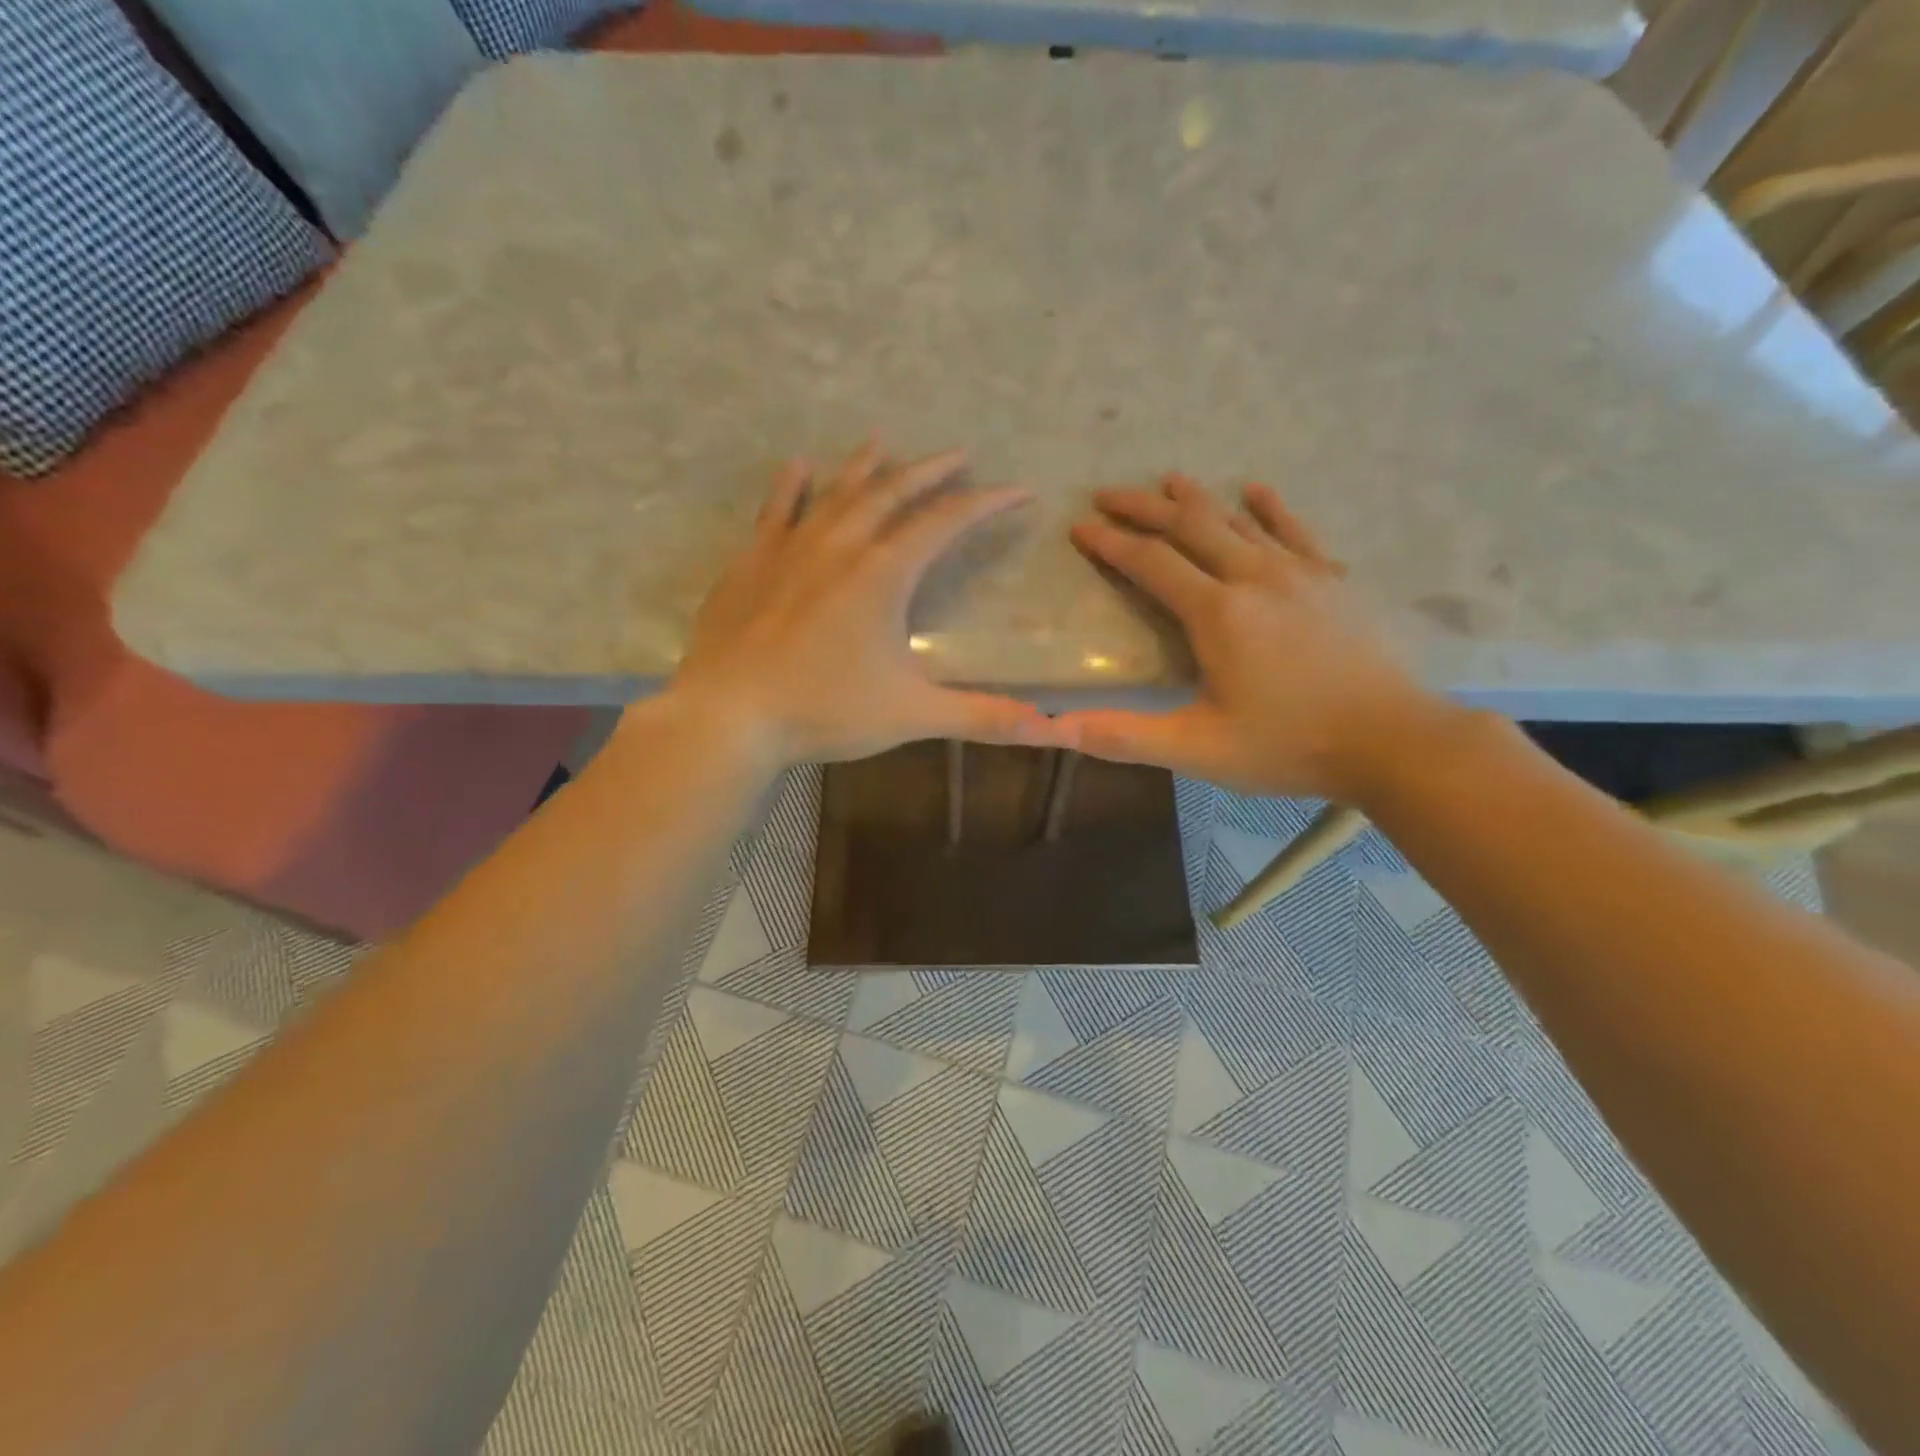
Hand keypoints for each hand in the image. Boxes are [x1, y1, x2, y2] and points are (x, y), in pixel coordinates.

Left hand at [669, 442, 1068, 766]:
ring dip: (866, 466)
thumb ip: (981, 717)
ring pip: (836, 491)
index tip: (1016, 491)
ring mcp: (790, 549)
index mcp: (883, 575)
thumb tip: (1047, 729)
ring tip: (884, 442)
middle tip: (958, 454)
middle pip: (893, 492)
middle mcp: (839, 546)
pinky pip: (776, 511)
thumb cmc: (824, 710)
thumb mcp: (911, 715)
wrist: (729, 715)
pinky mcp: (751, 563)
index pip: (946, 523)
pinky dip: (791, 486)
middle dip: (930, 471)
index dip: (986, 504)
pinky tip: (799, 466)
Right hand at [1059, 473, 1452, 799]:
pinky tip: (1256, 490)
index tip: (1079, 527)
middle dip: (1143, 506)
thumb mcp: (1198, 750)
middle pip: (1190, 524)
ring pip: (1237, 520)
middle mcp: (1254, 577)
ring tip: (1168, 480)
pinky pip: (1295, 530)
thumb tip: (1058, 729)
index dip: (1111, 543)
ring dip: (1197, 499)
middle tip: (1107, 492)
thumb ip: (1125, 737)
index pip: (1150, 563)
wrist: (1393, 741)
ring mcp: (1299, 573)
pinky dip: (1270, 508)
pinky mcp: (1332, 580)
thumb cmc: (1289, 746)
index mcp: (1217, 613)